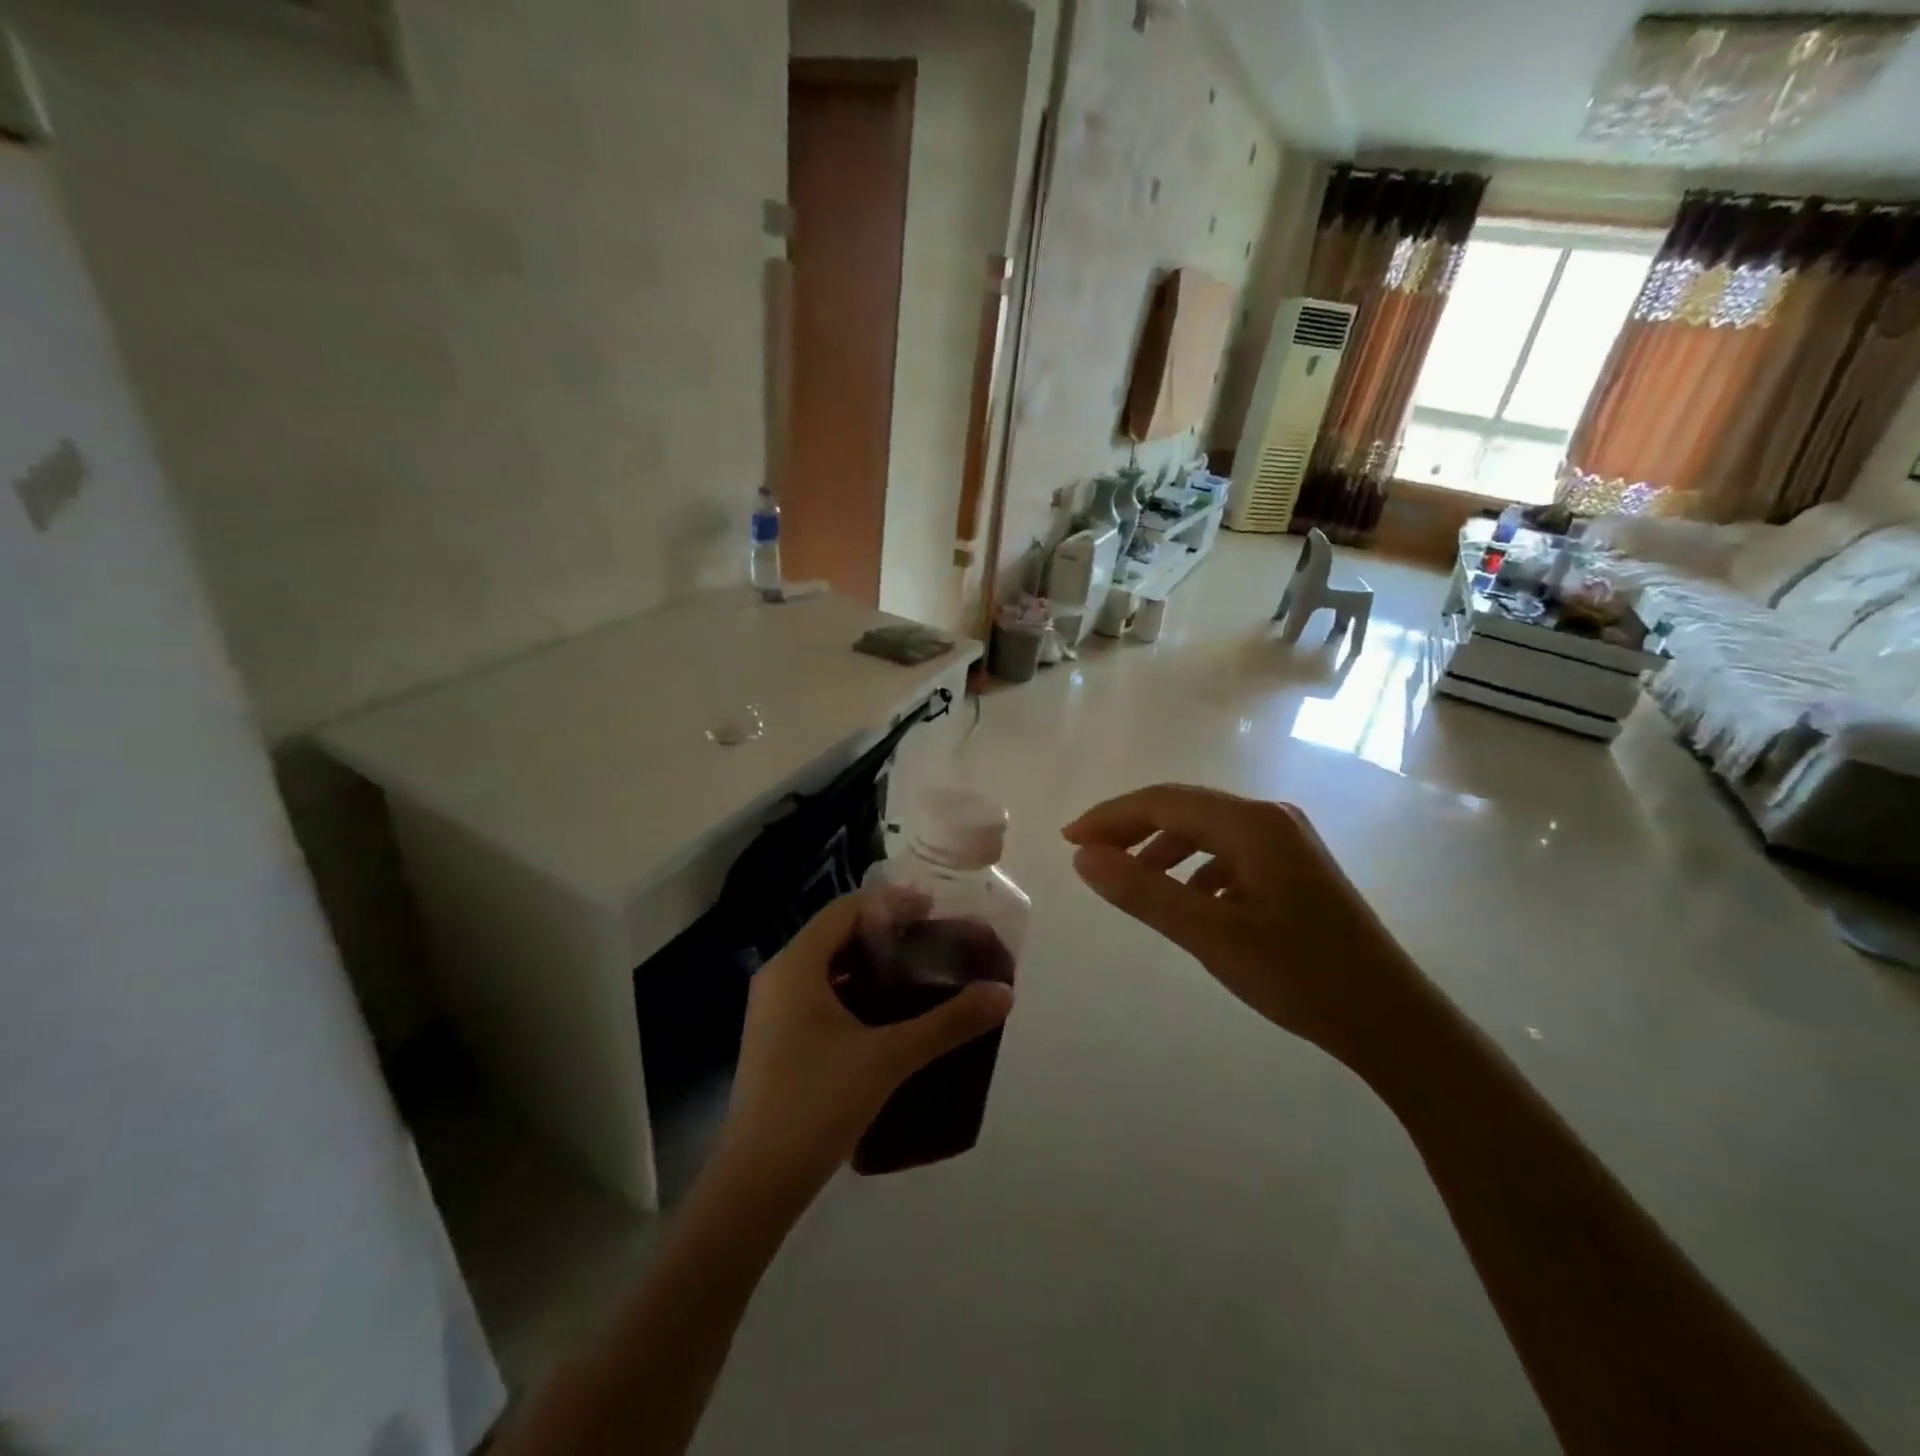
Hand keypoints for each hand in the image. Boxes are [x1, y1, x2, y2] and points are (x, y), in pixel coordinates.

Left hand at [714, 895, 1014, 1198]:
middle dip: (885, 933)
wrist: (758, 1183)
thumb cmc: (818, 1103)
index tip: (934, 910)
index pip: (844, 910)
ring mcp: (774, 1010)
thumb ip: (948, 1023)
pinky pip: (820, 995)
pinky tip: (889, 1014)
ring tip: (919, 973)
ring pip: (828, 967)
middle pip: (836, 935)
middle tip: (933, 941)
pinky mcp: (778, 1039)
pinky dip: (855, 991)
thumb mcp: (889, 1058)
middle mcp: (779, 977)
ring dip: (870, 964)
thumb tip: (1003, 993)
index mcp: (795, 966)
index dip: (890, 903)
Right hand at [1063, 784, 1430, 1063]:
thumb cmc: (1299, 976)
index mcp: (1251, 824)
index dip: (1110, 817)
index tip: (1068, 841)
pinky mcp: (1294, 866)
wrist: (1391, 1021)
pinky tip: (1186, 901)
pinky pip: (1228, 853)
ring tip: (1130, 880)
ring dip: (1161, 848)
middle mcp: (1270, 817)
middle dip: (1131, 828)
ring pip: (1205, 830)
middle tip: (1088, 856)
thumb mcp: (1210, 936)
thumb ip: (1142, 892)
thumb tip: (1082, 857)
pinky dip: (1195, 868)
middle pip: (1183, 809)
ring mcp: (1287, 840)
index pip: (1163, 802)